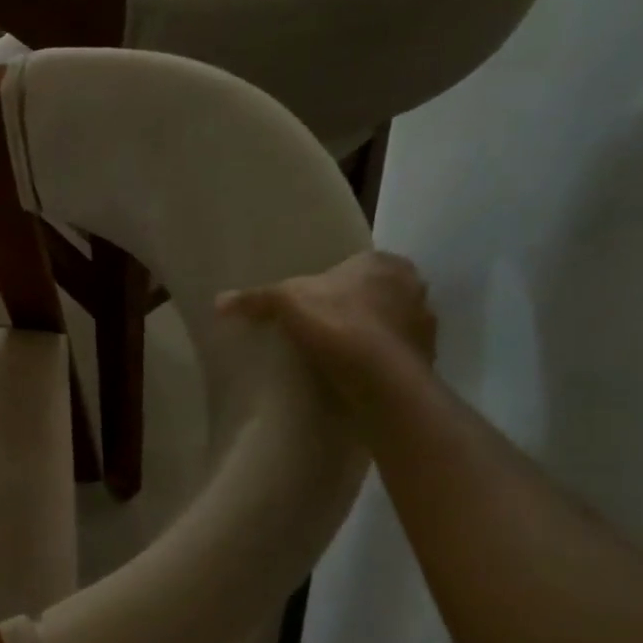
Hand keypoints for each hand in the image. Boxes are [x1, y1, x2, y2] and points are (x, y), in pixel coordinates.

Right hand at [217, 251, 437, 406]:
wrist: (380, 379)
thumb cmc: (338, 323)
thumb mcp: (285, 302)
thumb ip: (256, 298)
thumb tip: (219, 300)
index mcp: (385, 263)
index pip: (355, 264)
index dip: (331, 281)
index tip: (310, 300)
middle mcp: (413, 287)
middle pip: (373, 293)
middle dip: (350, 306)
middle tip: (317, 325)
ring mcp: (423, 324)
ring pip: (386, 323)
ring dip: (366, 334)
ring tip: (333, 352)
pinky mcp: (424, 358)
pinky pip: (393, 354)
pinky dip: (376, 360)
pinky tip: (351, 372)